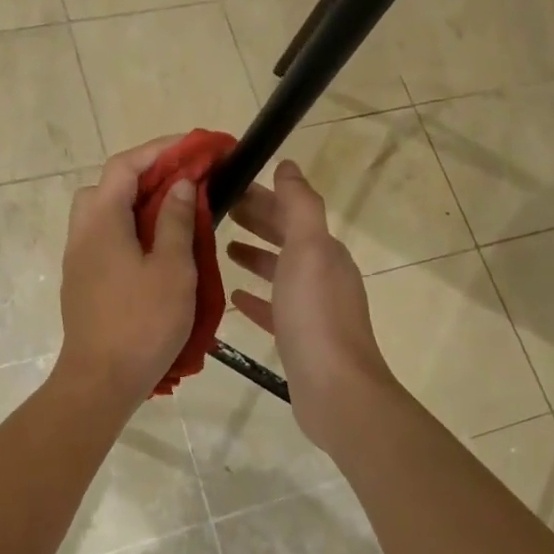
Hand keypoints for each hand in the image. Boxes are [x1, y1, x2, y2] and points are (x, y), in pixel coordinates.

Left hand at [53, 137, 198, 408]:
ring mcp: (78, 257)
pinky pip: (104, 237)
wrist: (101, 380)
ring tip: (174, 212)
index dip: (160, 150)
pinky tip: (156, 246)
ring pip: (103, 212)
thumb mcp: (172, 269)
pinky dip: (129, 227)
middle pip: (108, 185)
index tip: (194, 147)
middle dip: (145, 174)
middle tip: (183, 180)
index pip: (125, 166)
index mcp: (102, 221)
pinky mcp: (83, 280)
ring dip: (136, 202)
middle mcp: (82, 232)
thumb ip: (175, 221)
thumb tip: (179, 185)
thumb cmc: (142, 323)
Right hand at [226, 160, 396, 450]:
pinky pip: (274, 308)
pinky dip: (256, 297)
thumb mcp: (308, 249)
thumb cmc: (316, 314)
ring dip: (255, 256)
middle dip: (257, 221)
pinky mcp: (299, 338)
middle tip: (218, 210)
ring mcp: (312, 308)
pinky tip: (234, 294)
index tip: (229, 186)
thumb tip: (289, 166)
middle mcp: (322, 274)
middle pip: (286, 238)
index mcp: (325, 250)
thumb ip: (299, 205)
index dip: (263, 196)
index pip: (292, 211)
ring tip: (222, 247)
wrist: (334, 387)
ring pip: (280, 272)